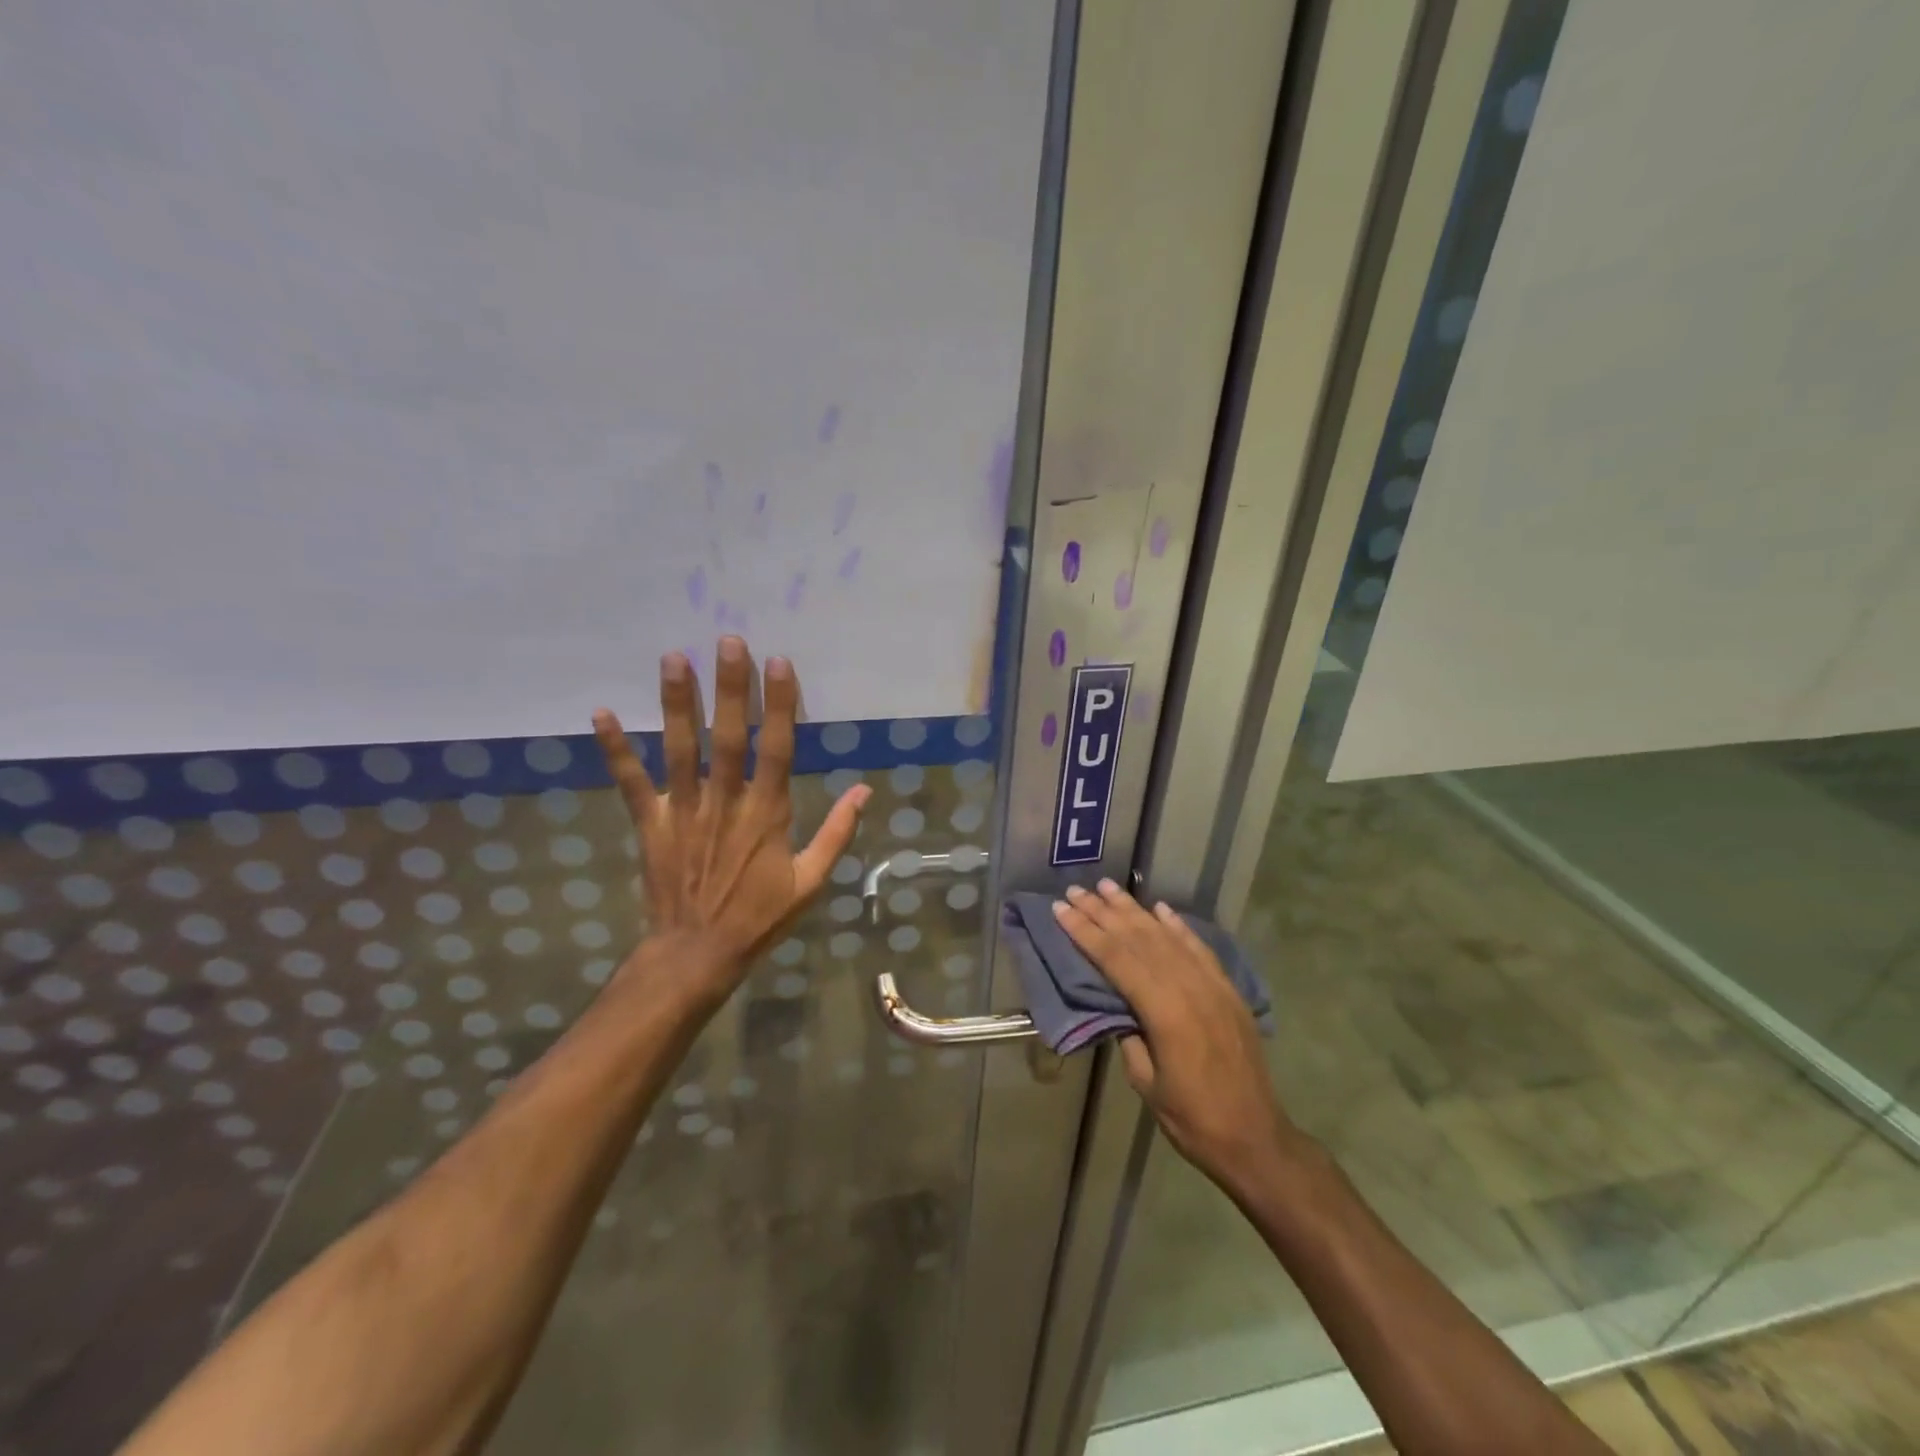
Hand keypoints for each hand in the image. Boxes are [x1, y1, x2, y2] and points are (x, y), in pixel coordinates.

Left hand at [593, 636, 870, 991]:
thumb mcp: (811, 882)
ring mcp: (683, 811)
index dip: (778, 705)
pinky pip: (631, 783)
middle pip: (727, 737)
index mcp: (766, 814)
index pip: (776, 749)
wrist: (698, 954)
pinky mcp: (650, 825)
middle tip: (727, 641)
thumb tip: (865, 791)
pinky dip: (615, 750)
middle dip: (729, 688)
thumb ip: (837, 833)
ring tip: (674, 658)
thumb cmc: (759, 917)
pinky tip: (601, 713)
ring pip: (680, 749)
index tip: (779, 663)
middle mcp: (724, 803)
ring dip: (676, 703)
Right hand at [1052, 880, 1299, 1190]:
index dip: (1086, 932)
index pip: (1116, 959)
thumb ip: (1129, 1037)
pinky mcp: (1228, 991)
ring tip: (1109, 887)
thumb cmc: (1193, 1119)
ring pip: (1166, 936)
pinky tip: (1160, 909)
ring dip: (1135, 910)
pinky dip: (1177, 926)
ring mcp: (1212, 986)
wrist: (1256, 1139)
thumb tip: (1117, 1007)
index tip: (1061, 909)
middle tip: (1077, 890)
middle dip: (1103, 912)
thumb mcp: (1146, 1082)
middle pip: (1138, 939)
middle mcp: (1189, 988)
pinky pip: (1199, 948)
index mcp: (1164, 1012)